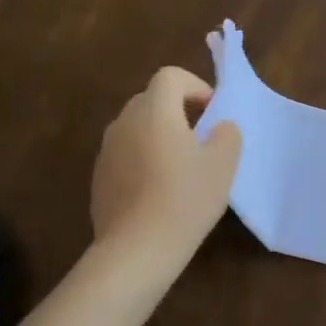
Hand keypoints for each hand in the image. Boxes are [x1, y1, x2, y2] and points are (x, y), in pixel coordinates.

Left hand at [90, 67, 240, 276]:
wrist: (137, 249)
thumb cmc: (185, 200)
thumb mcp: (223, 165)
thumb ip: (227, 135)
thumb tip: (219, 128)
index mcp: (155, 112)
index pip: (170, 76)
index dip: (195, 86)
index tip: (212, 113)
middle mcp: (124, 123)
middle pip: (151, 99)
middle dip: (178, 110)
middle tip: (202, 138)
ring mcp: (107, 150)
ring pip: (137, 127)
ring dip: (160, 134)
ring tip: (181, 166)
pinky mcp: (99, 176)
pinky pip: (126, 153)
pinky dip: (144, 158)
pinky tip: (159, 190)